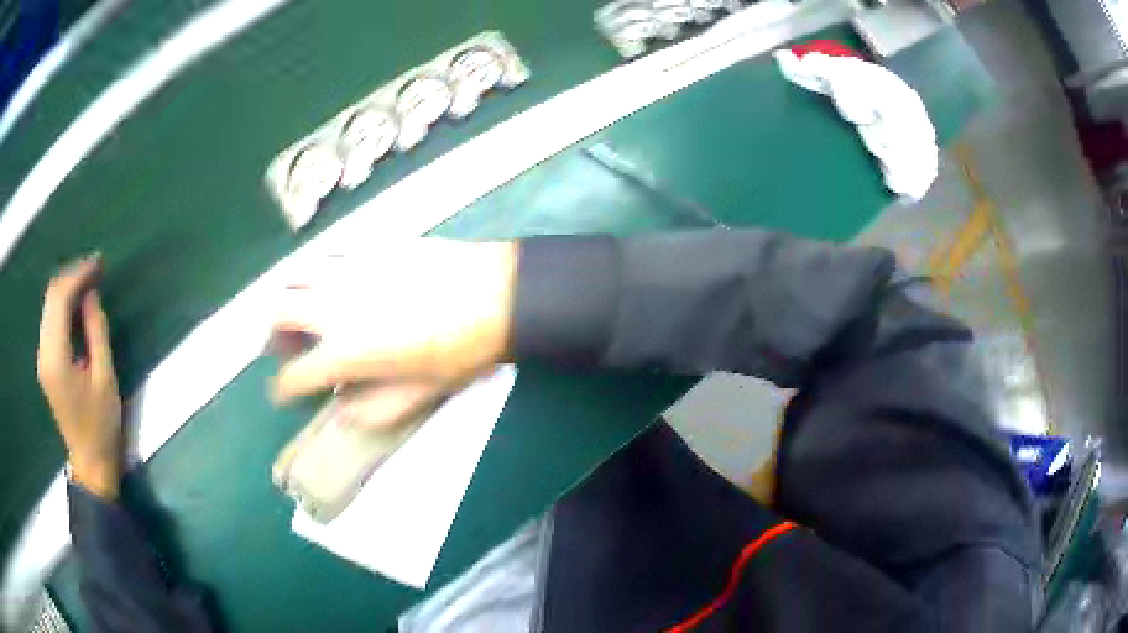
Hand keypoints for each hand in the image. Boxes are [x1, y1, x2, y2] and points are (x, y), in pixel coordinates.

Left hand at [37, 256, 121, 499]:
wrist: (90, 463)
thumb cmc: (101, 426)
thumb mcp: (105, 378)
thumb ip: (96, 331)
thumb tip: (92, 293)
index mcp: (56, 357)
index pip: (60, 299)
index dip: (78, 274)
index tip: (99, 262)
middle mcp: (43, 352)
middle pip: (51, 297)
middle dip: (72, 275)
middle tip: (95, 267)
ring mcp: (42, 357)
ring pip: (49, 305)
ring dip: (67, 287)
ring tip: (89, 280)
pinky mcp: (45, 361)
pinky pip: (50, 319)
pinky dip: (63, 304)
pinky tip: (77, 303)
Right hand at [270, 239, 516, 427]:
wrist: (496, 294)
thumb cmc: (462, 350)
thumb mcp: (422, 393)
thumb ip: (376, 409)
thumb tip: (344, 413)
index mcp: (346, 350)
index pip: (295, 375)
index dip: (283, 389)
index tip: (282, 392)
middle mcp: (335, 306)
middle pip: (279, 312)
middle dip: (273, 334)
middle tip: (285, 346)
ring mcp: (349, 270)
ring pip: (297, 275)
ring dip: (290, 296)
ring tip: (304, 311)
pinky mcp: (368, 246)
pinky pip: (330, 255)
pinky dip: (320, 273)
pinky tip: (337, 284)